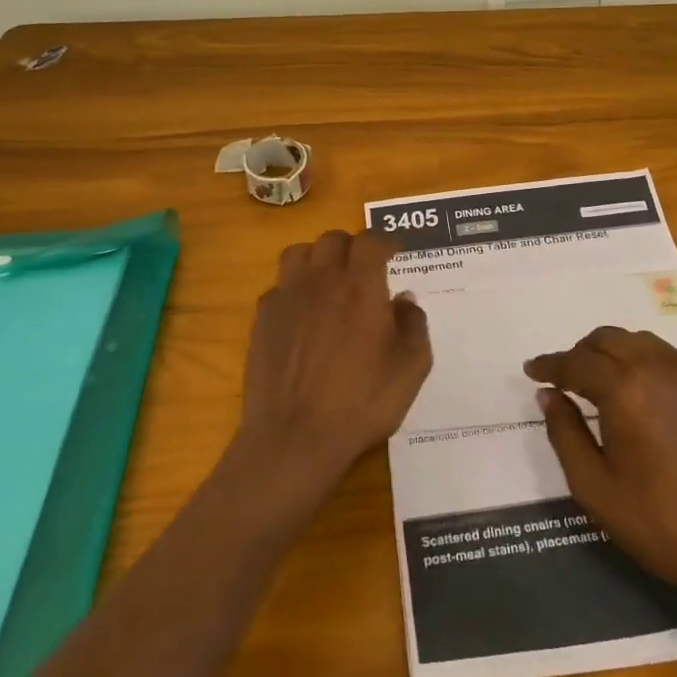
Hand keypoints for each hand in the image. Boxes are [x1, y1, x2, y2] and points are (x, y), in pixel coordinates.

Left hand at [236, 229, 432, 501]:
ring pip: (299, 253)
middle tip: (363, 268)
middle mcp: (322, 279)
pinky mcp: (262, 318)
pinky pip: (278, 287)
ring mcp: (287, 296)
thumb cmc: (362, 402)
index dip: (385, 242)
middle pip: (333, 239)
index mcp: (361, 285)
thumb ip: (414, 324)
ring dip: (317, 259)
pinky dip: (293, 290)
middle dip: (351, 247)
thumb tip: (404, 298)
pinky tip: (301, 314)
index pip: (371, 241)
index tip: (394, 252)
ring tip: (327, 280)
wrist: (295, 437)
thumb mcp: (411, 368)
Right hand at [525, 328, 676, 640]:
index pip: (576, 363)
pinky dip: (646, 363)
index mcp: (625, 390)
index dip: (550, 365)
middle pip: (608, 339)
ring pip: (641, 342)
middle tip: (566, 378)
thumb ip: (565, 433)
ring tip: (602, 381)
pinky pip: (670, 360)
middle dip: (580, 352)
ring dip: (614, 352)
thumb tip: (549, 395)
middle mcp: (658, 369)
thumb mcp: (595, 488)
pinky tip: (644, 395)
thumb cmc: (660, 524)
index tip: (532, 370)